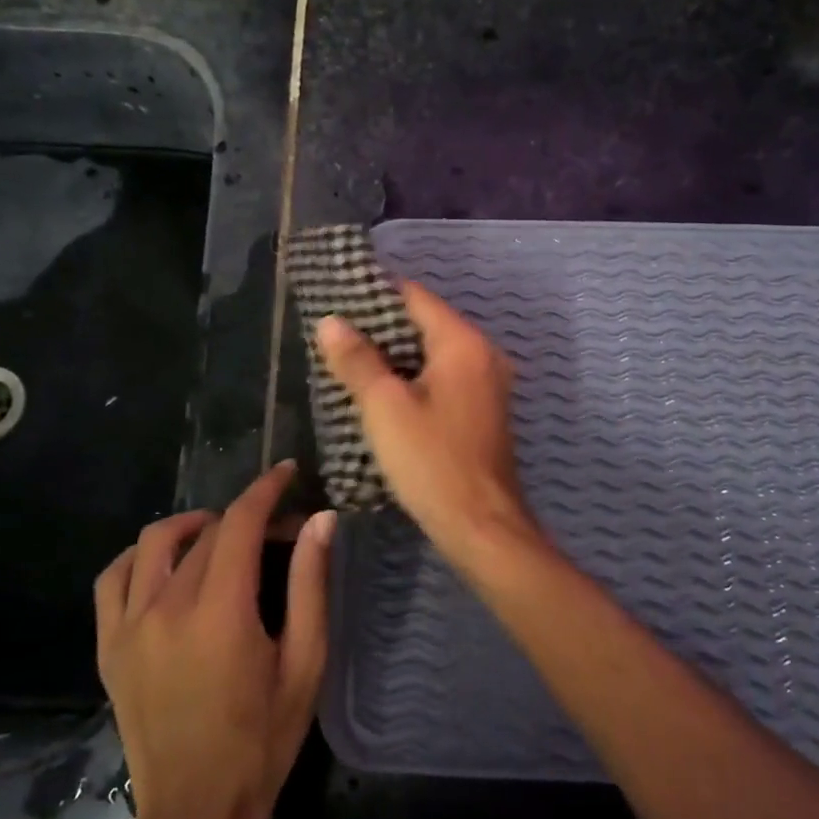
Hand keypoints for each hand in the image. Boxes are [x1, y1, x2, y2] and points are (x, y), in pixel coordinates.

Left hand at [93, 462, 333, 818]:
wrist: (197, 812)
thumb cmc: (263, 738)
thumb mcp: (305, 661)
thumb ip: (310, 584)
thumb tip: (320, 520)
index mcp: (220, 611)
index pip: (240, 522)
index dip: (266, 489)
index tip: (287, 472)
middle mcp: (167, 607)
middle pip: (207, 533)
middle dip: (246, 518)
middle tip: (278, 532)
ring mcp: (129, 626)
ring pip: (154, 542)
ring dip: (191, 527)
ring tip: (219, 538)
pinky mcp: (109, 647)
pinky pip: (113, 578)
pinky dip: (139, 558)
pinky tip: (164, 567)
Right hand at [314, 281, 544, 569]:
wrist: (481, 525)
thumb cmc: (431, 461)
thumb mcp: (385, 407)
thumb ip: (357, 360)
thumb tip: (330, 322)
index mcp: (463, 343)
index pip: (415, 296)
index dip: (375, 293)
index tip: (337, 298)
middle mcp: (483, 353)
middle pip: (426, 322)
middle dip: (381, 326)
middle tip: (336, 332)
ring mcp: (488, 382)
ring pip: (434, 352)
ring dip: (396, 354)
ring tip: (350, 358)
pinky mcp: (483, 409)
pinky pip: (444, 376)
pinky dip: (414, 376)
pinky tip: (383, 390)